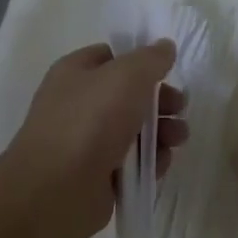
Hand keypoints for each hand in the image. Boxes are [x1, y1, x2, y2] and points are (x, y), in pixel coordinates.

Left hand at [2, 42, 188, 237]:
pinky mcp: (98, 177)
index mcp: (75, 73)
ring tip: (178, 139)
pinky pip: (132, 163)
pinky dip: (149, 162)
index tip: (166, 71)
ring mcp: (87, 143)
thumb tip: (164, 47)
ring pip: (135, 130)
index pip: (111, 57)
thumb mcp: (127, 76)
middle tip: (180, 108)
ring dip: (162, 132)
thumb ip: (151, 58)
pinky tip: (159, 165)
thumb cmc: (90, 121)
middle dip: (160, 101)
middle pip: (129, 95)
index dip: (140, 61)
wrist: (57, 190)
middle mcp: (79, 105)